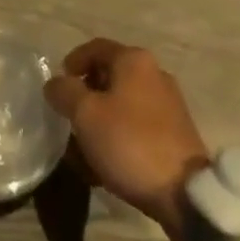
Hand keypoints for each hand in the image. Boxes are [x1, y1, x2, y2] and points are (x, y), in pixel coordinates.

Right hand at [45, 38, 209, 240]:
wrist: (184, 192)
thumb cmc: (130, 143)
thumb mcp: (86, 115)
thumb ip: (65, 92)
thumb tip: (54, 83)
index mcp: (133, 60)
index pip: (95, 48)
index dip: (72, 62)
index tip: (57, 87)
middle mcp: (153, 73)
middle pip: (108, 76)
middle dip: (84, 97)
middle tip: (68, 120)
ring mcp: (167, 103)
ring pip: (121, 105)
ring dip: (99, 122)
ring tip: (82, 150)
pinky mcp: (174, 133)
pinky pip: (136, 126)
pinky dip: (117, 137)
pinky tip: (105, 165)